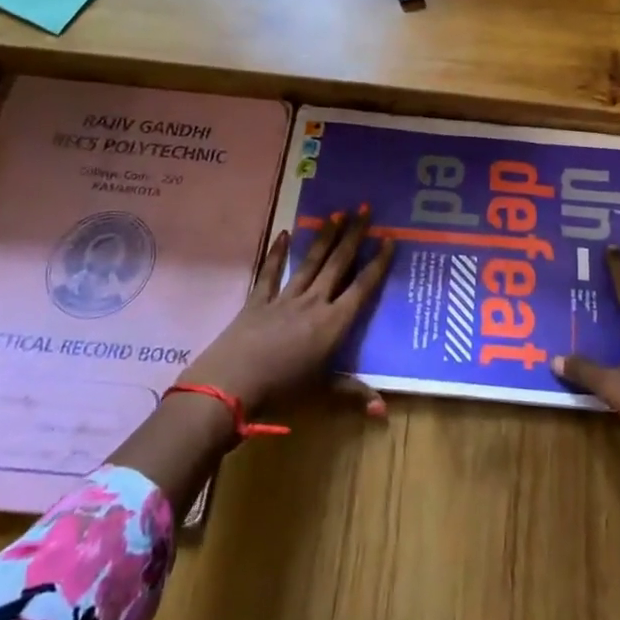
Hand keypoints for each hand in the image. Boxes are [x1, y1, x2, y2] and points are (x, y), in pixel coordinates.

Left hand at [179, 205, 395, 417]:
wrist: (231, 385)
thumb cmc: (282, 392)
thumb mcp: (322, 393)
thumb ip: (353, 393)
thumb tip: (385, 411)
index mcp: (333, 323)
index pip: (362, 287)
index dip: (377, 263)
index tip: (389, 239)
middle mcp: (314, 303)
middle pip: (338, 263)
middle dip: (354, 235)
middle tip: (364, 208)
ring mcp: (284, 298)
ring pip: (311, 261)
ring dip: (325, 237)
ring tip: (336, 213)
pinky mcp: (258, 300)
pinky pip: (270, 272)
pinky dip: (277, 252)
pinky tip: (284, 233)